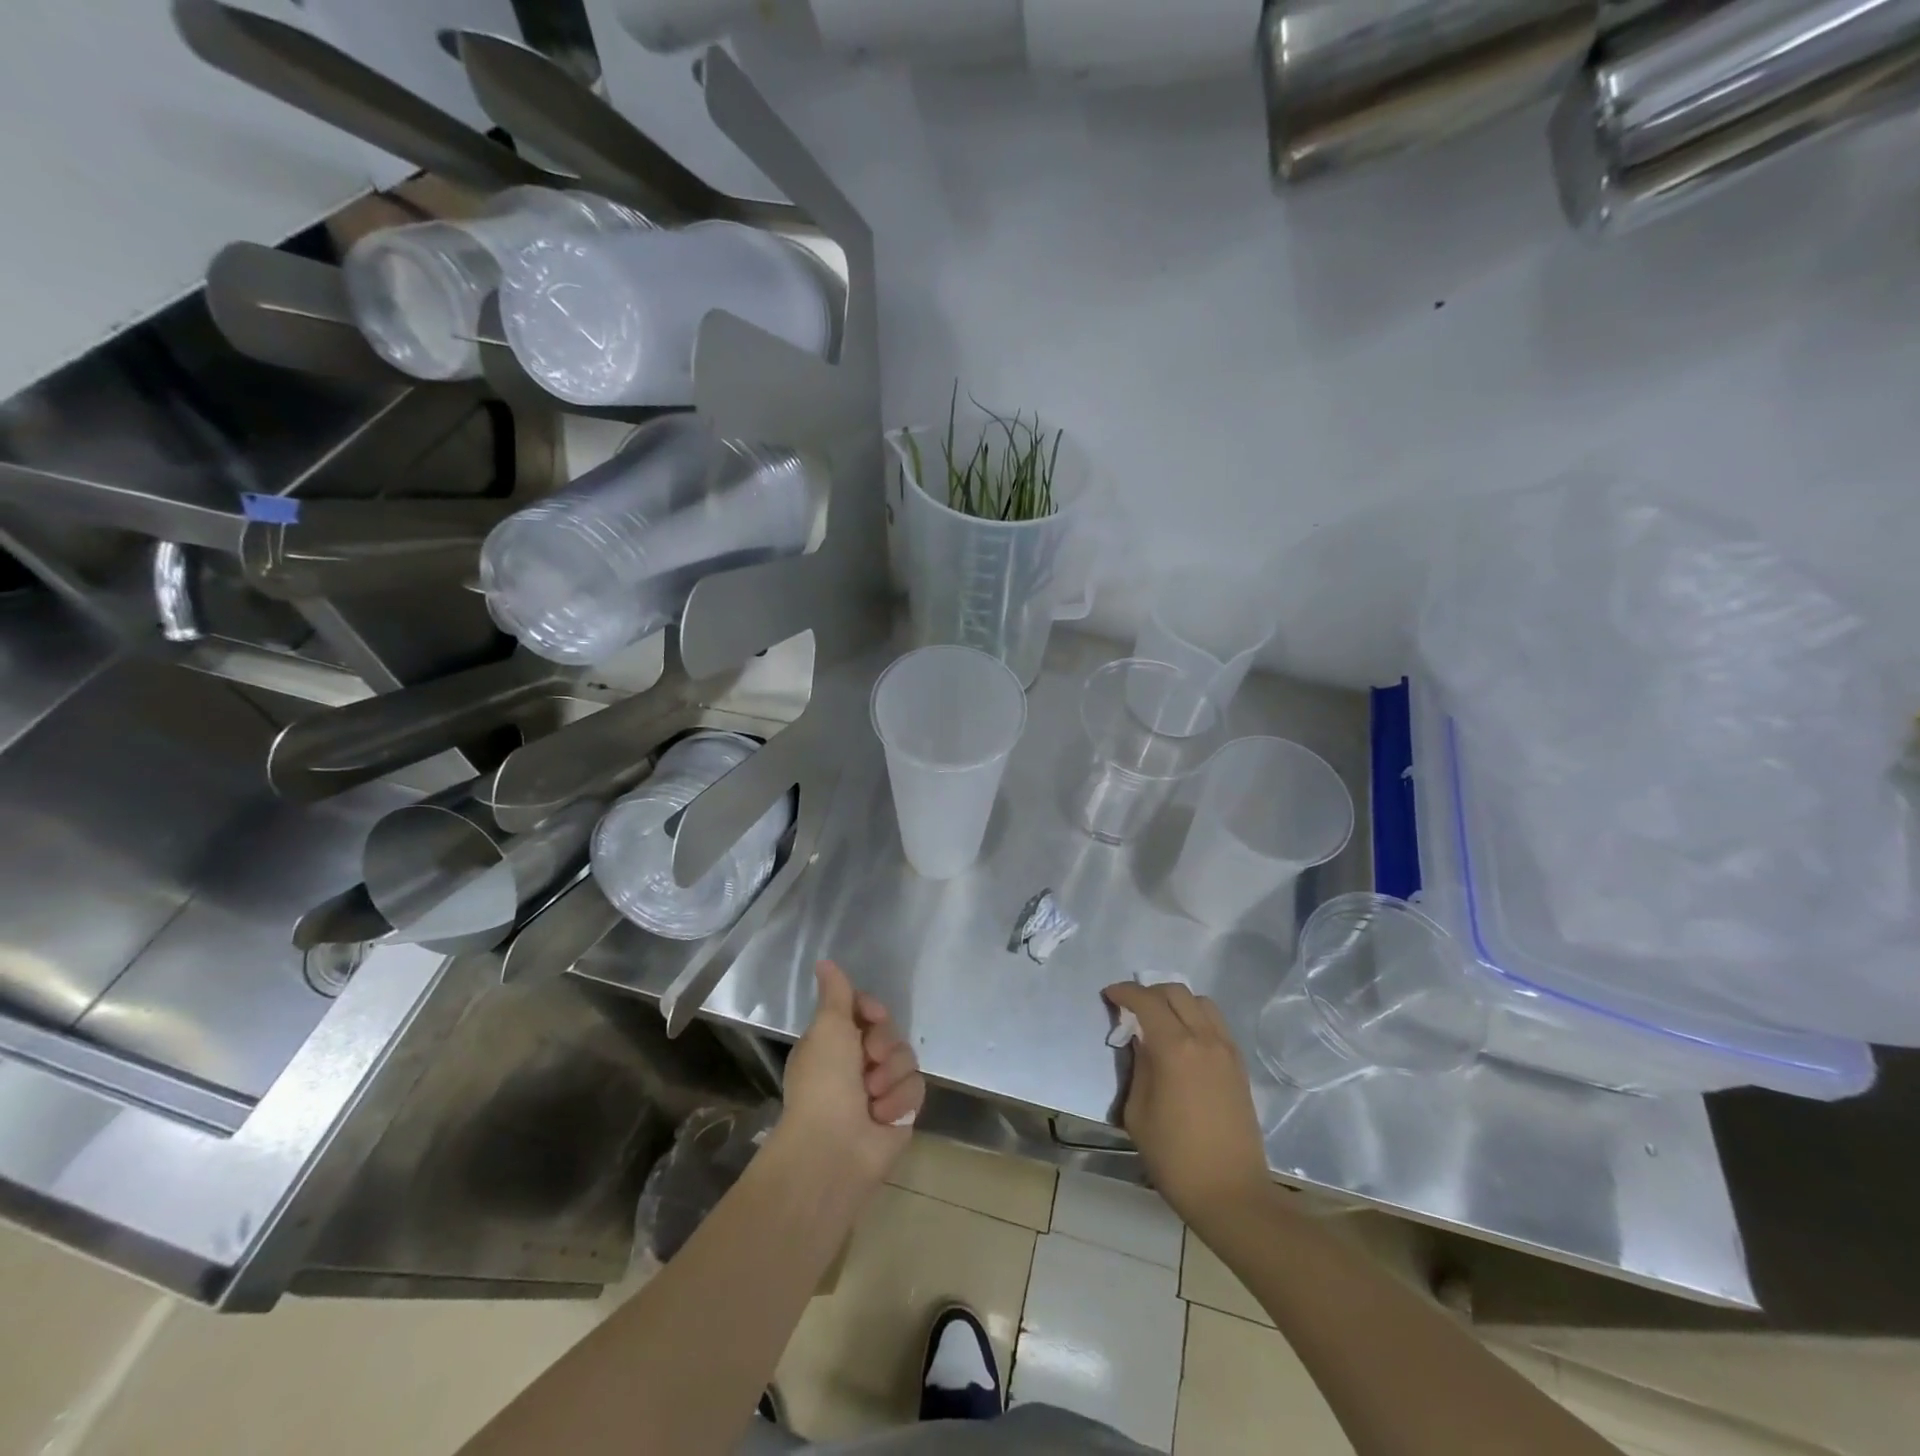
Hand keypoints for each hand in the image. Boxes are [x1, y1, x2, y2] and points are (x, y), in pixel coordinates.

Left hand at [780, 961, 925, 1187]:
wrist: (834, 1149)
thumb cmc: (824, 1083)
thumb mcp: (828, 1028)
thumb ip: (836, 994)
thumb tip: (825, 962)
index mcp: (834, 1042)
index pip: (866, 1010)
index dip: (872, 1010)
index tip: (873, 1016)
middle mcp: (856, 1063)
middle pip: (890, 1032)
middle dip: (883, 1045)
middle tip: (868, 1061)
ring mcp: (880, 1088)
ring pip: (907, 1058)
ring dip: (890, 1076)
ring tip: (872, 1098)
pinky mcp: (900, 1112)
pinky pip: (916, 1088)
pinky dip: (899, 1101)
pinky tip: (882, 1117)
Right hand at [1103, 982, 1269, 1228]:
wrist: (1231, 1193)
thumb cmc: (1174, 1157)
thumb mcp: (1137, 1112)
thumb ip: (1138, 1067)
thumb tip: (1140, 1042)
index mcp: (1174, 1048)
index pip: (1146, 1001)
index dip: (1124, 992)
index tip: (1109, 995)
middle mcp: (1204, 1039)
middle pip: (1176, 992)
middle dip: (1149, 992)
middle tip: (1132, 1008)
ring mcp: (1226, 1050)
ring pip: (1201, 1002)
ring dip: (1176, 1002)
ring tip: (1160, 1021)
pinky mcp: (1239, 1065)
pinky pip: (1216, 1023)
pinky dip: (1196, 1018)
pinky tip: (1184, 1041)